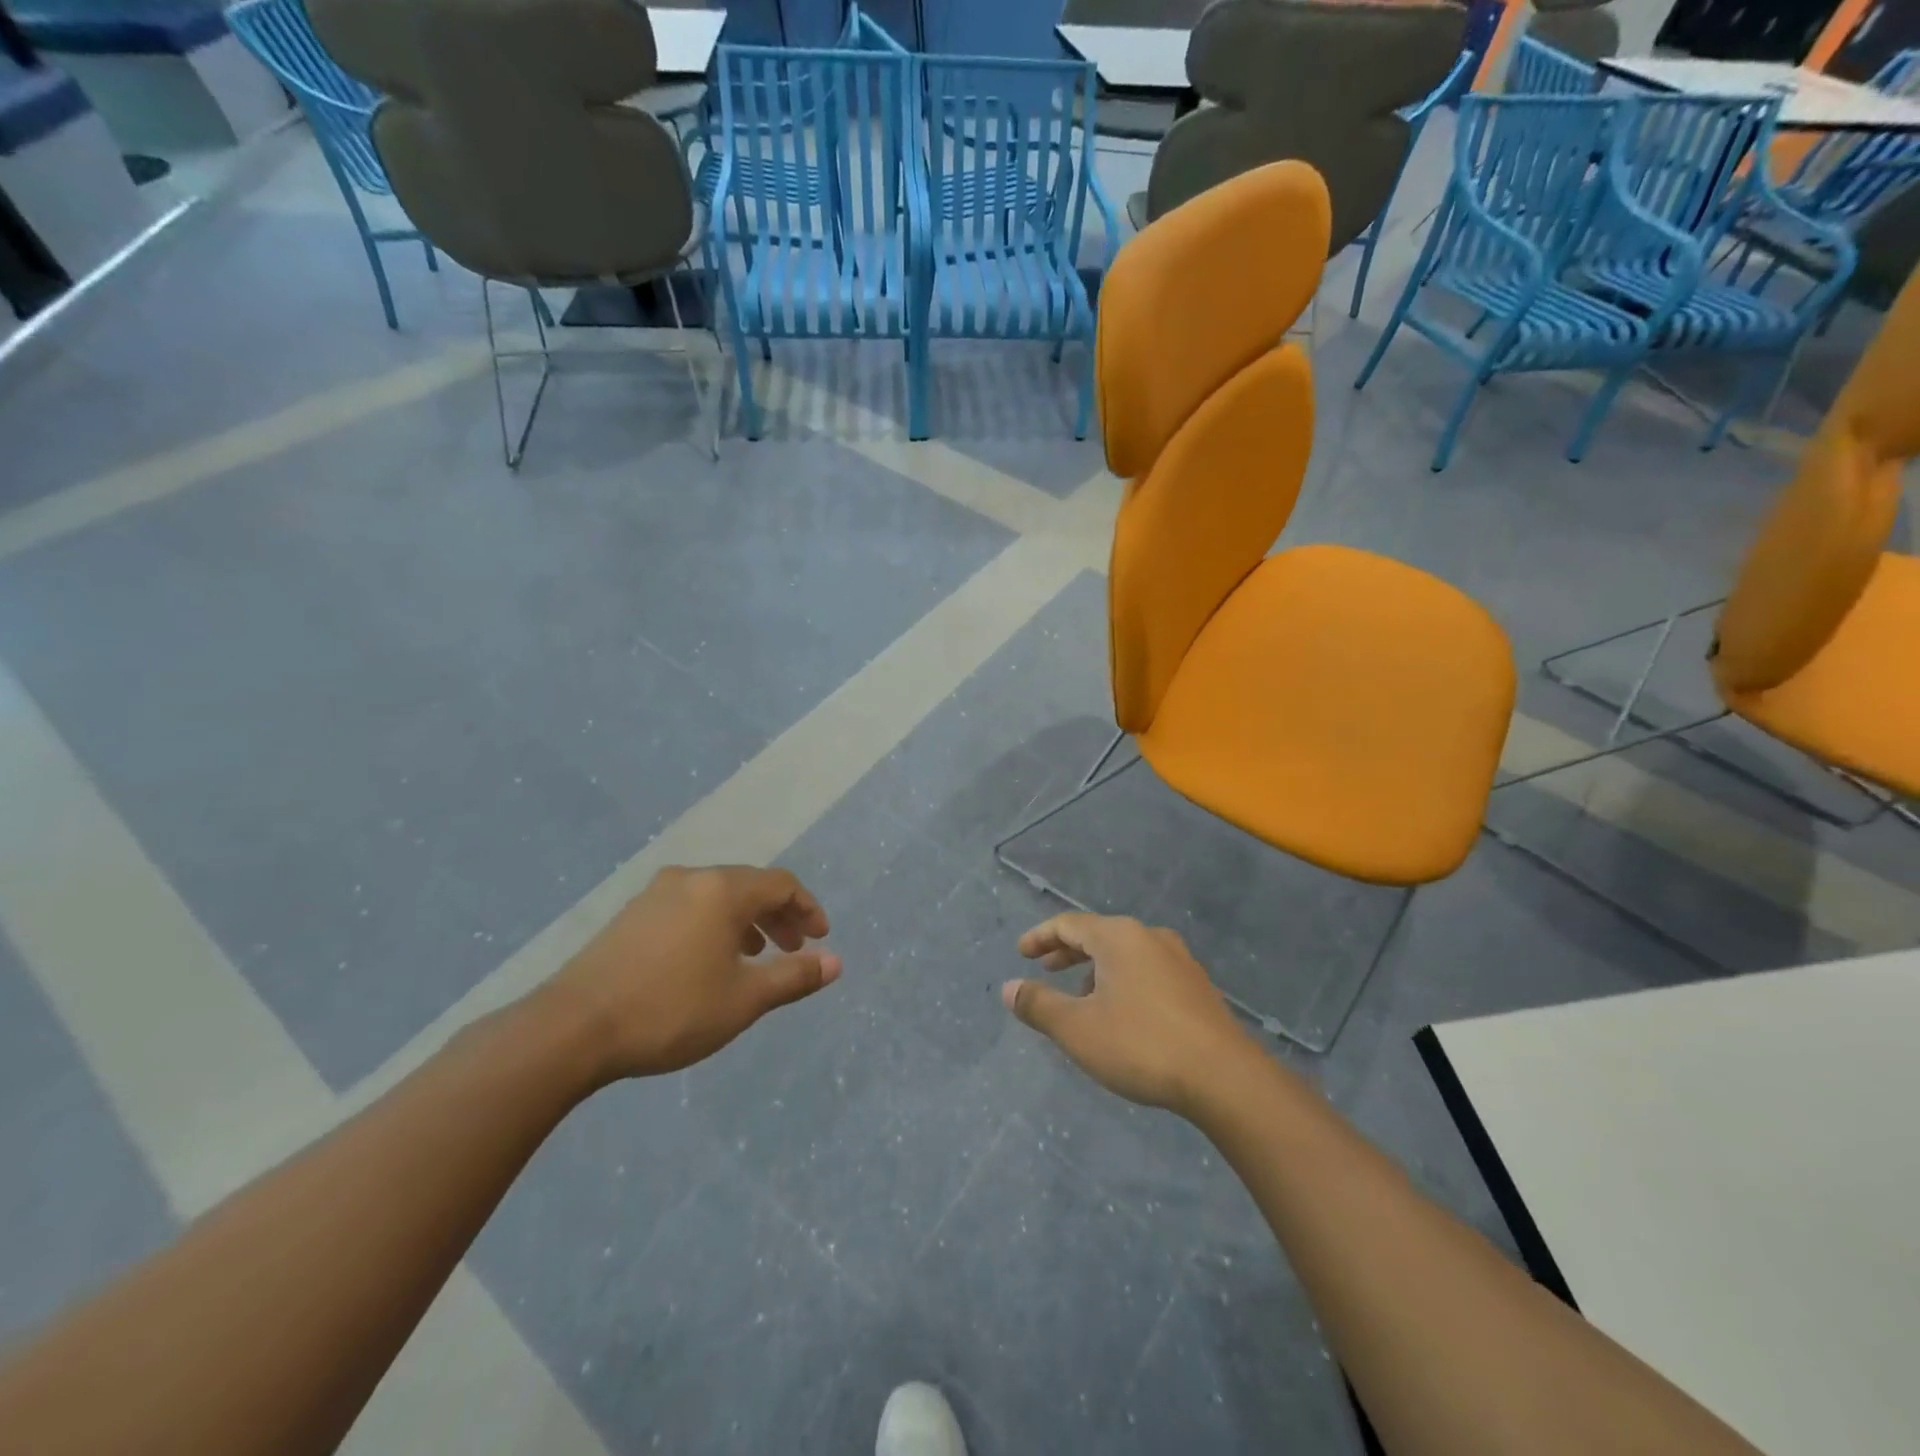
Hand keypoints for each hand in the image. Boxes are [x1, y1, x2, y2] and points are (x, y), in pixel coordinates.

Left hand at [539, 865, 838, 1081]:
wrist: (571, 1029)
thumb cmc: (670, 1010)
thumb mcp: (744, 1000)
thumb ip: (794, 977)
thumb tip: (835, 962)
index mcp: (722, 890)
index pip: (781, 885)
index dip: (807, 909)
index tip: (819, 939)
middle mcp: (691, 879)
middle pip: (749, 886)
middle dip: (778, 916)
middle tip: (793, 949)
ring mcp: (655, 894)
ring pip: (716, 896)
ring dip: (746, 921)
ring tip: (754, 957)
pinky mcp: (631, 915)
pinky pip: (689, 907)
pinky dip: (713, 925)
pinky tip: (707, 961)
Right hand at [1002, 913, 1255, 1115]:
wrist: (1224, 1078)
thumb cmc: (1141, 1044)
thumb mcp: (1077, 1029)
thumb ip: (1039, 1005)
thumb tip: (1009, 988)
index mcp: (1119, 937)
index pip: (1069, 924)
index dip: (1041, 937)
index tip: (1022, 952)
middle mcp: (1150, 938)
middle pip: (1099, 935)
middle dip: (1068, 952)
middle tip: (1045, 969)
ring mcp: (1179, 961)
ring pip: (1126, 954)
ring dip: (1097, 969)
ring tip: (1081, 997)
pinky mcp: (1197, 988)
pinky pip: (1148, 971)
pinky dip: (1123, 981)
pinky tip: (1122, 1013)